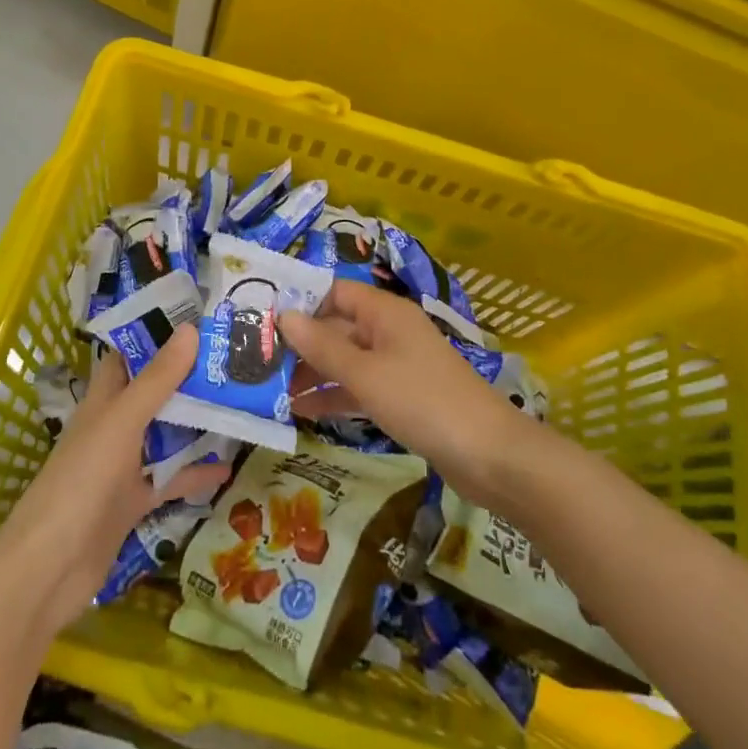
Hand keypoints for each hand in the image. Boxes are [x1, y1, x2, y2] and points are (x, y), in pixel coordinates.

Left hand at [0, 327, 229, 637]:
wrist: (50, 567)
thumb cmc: (82, 480)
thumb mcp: (122, 421)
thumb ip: (157, 380)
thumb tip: (191, 330)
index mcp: (103, 401)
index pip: (129, 356)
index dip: (156, 335)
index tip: (197, 318)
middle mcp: (112, 427)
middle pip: (153, 394)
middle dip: (187, 378)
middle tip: (232, 360)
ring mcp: (122, 467)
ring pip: (164, 436)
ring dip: (195, 424)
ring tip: (239, 404)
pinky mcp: (132, 503)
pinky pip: (169, 481)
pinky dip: (195, 475)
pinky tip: (228, 469)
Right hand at [281, 281, 532, 500]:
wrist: (490, 455)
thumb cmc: (423, 401)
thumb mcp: (366, 374)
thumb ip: (322, 346)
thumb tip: (283, 316)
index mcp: (385, 313)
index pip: (334, 293)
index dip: (301, 303)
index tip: (262, 320)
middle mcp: (390, 331)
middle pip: (338, 328)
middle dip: (301, 344)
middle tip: (257, 362)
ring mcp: (397, 365)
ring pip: (346, 360)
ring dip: (313, 373)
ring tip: (270, 390)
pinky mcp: (403, 397)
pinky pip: (360, 387)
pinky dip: (335, 396)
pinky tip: (302, 412)